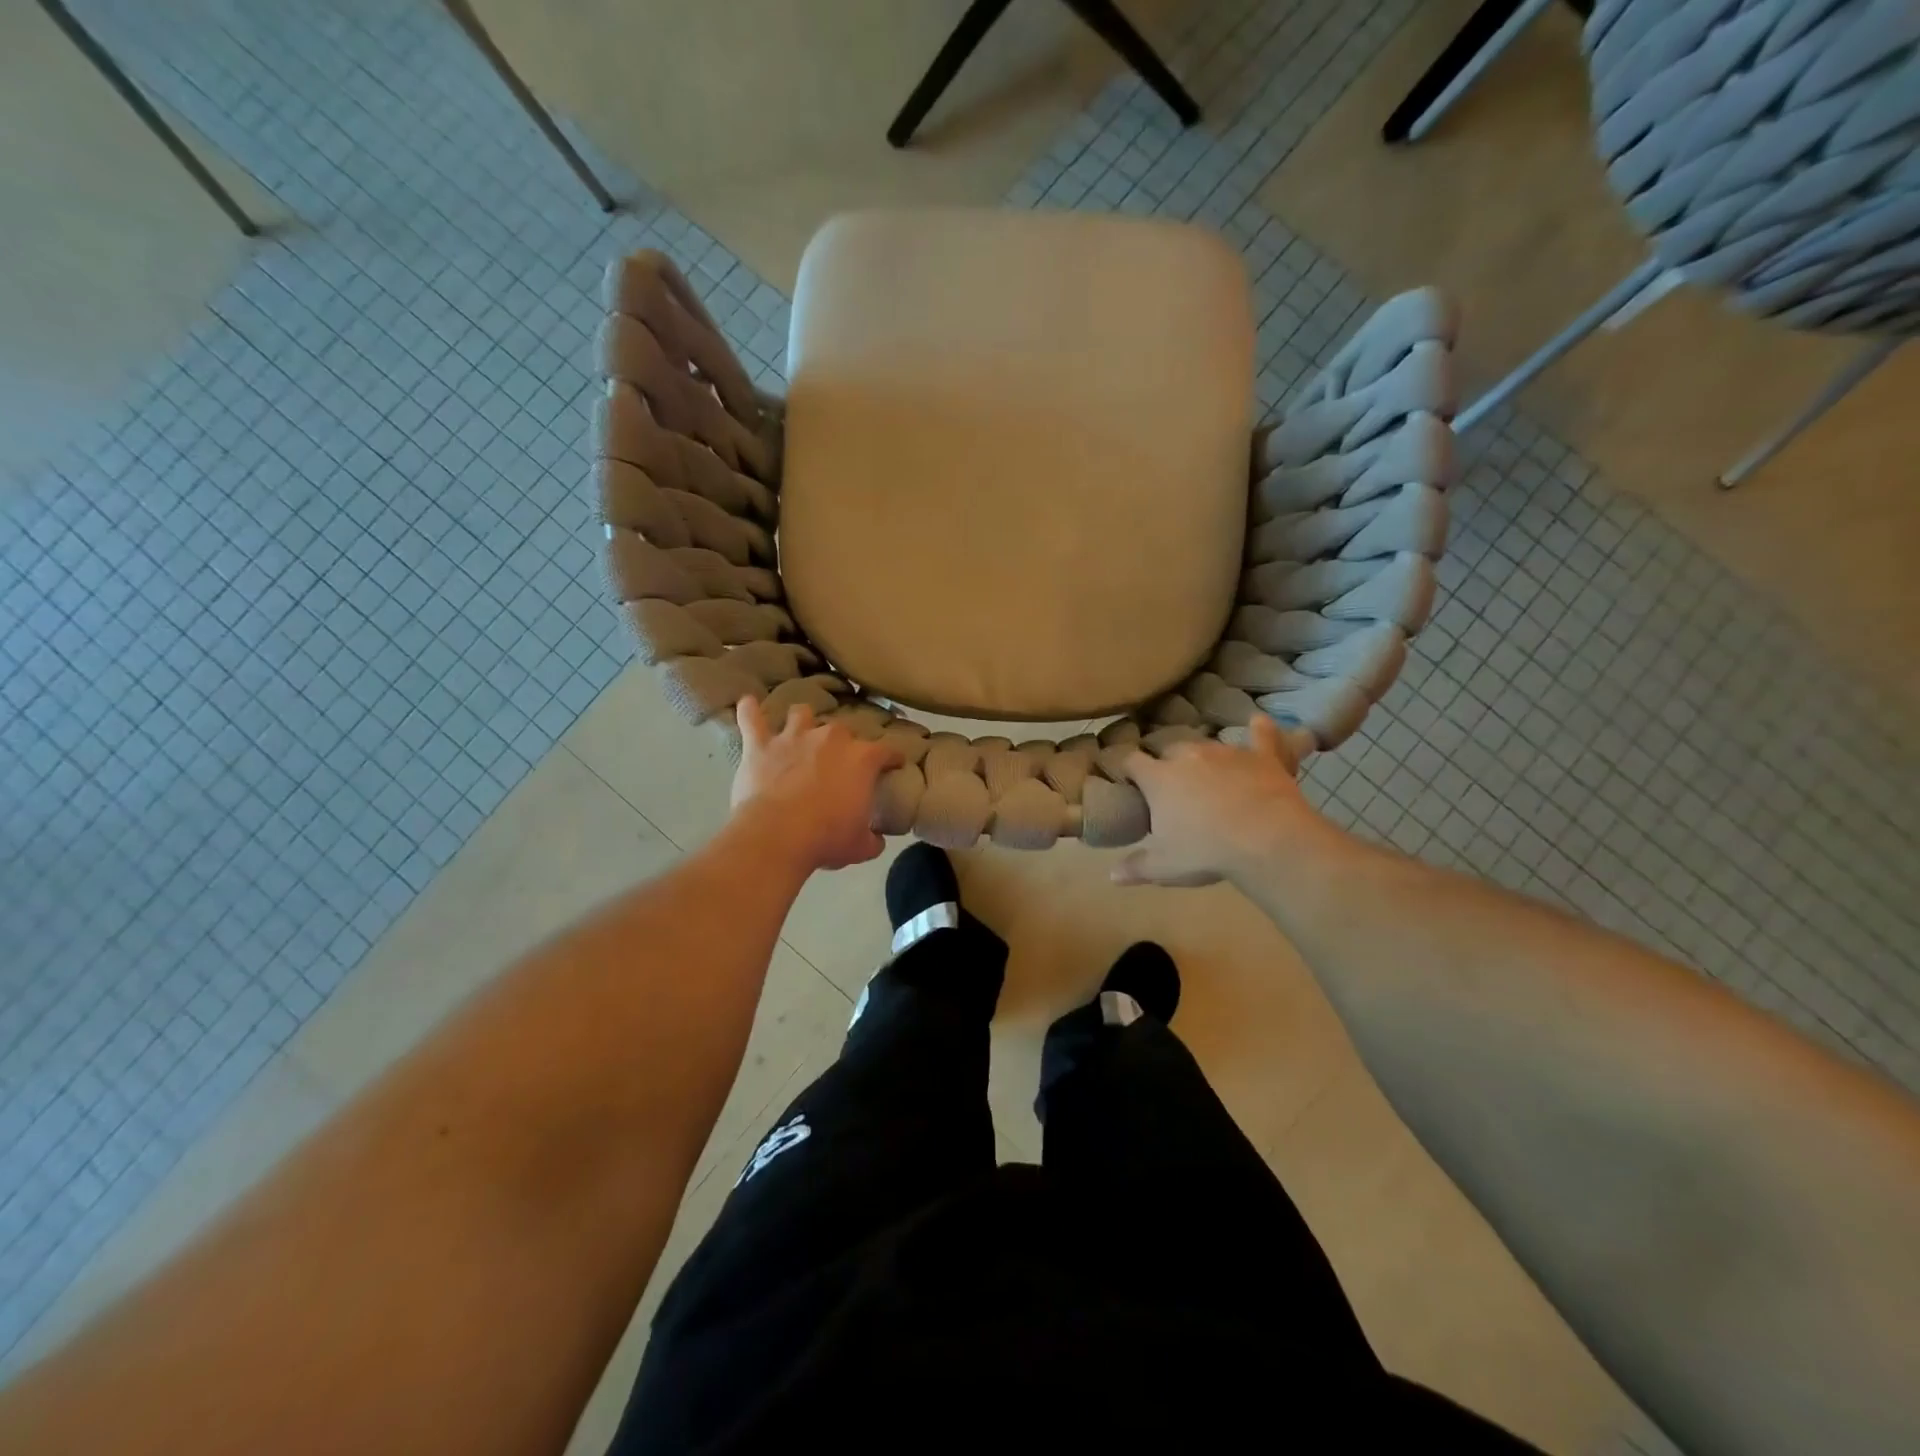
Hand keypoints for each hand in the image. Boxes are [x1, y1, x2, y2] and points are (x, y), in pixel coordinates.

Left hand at [730, 698, 901, 871]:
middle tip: (840, 760)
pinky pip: (751, 719)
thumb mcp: (860, 846)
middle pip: (843, 730)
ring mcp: (793, 738)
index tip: (894, 764)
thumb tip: (876, 838)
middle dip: (844, 743)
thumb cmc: (826, 838)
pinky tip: (747, 703)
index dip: (892, 758)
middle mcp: (830, 739)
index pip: (886, 751)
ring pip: (801, 714)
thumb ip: (872, 838)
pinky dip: (749, 710)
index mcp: (862, 759)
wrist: (778, 836)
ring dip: (802, 720)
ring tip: (800, 728)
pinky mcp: (761, 745)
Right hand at [1113, 715, 1331, 886]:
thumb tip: (1112, 875)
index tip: (1128, 779)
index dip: (1127, 768)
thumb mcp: (1165, 867)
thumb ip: (1136, 867)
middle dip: (1168, 764)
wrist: (1266, 840)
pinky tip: (1259, 722)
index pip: (1131, 762)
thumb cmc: (1205, 852)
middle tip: (1174, 787)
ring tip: (1210, 774)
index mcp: (1158, 778)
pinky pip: (1261, 736)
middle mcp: (1188, 755)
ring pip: (1208, 745)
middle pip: (1170, 750)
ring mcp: (1226, 752)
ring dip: (1205, 758)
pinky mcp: (1262, 756)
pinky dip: (1260, 731)